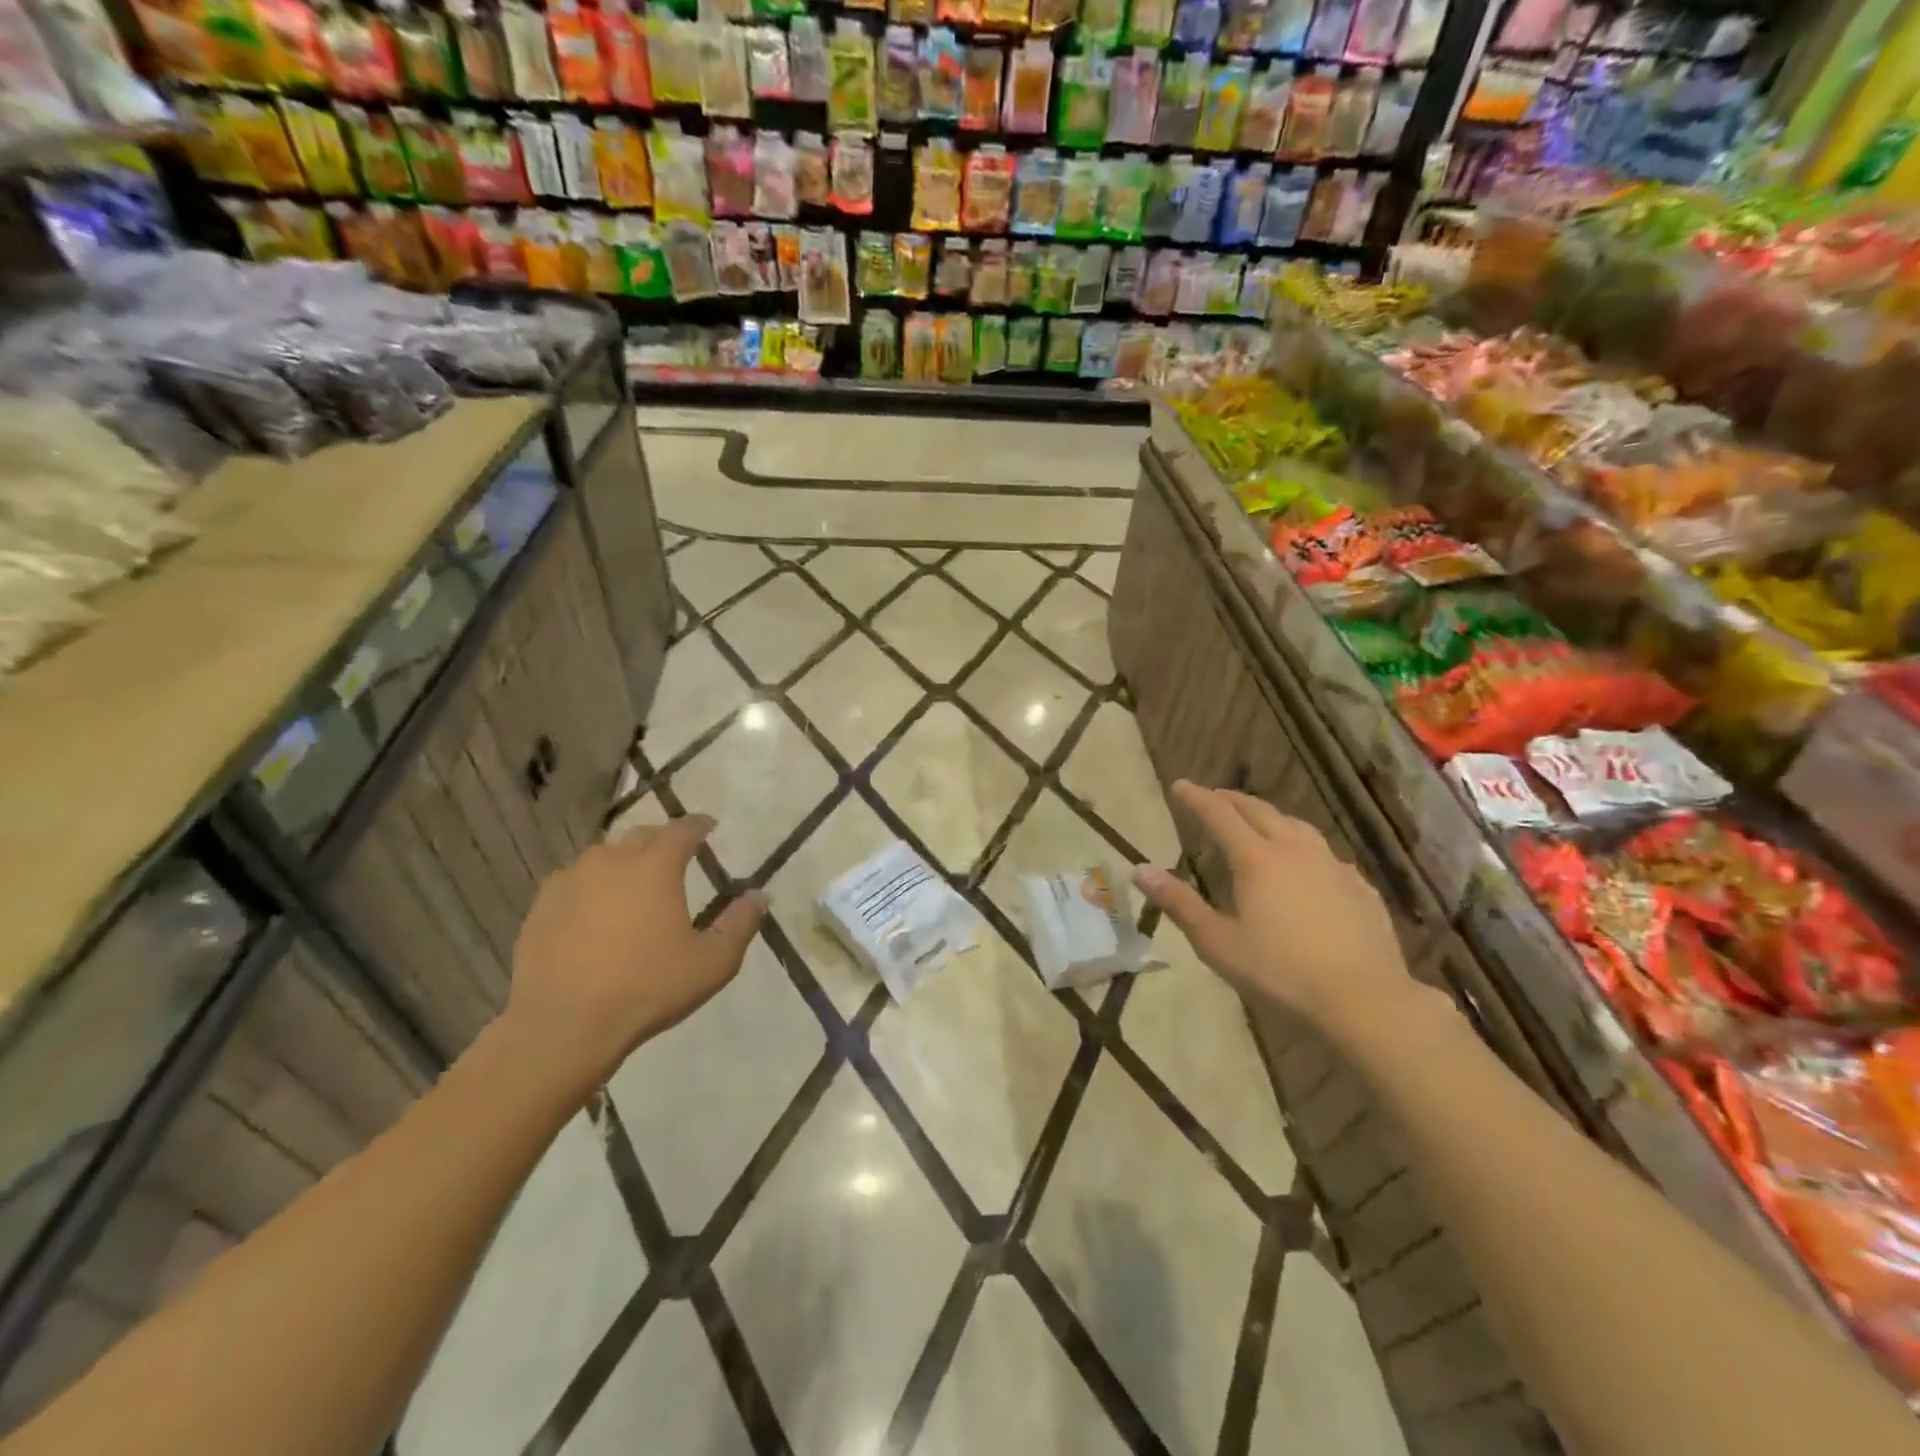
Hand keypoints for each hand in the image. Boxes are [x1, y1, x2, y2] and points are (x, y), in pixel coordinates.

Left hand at [504, 815, 764, 1090]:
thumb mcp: (712, 963)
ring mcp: (570, 880)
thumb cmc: (647, 988)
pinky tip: (596, 911)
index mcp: (655, 866)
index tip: (709, 827)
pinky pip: (574, 881)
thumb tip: (760, 896)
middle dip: (662, 841)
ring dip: (624, 862)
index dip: (699, 825)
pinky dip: (592, 886)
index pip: (683, 830)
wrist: (562, 1025)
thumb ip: (740, 924)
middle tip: (676, 857)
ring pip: (604, 856)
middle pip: (641, 836)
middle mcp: (611, 860)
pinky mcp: (542, 905)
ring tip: (635, 884)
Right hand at [1133, 781, 1413, 1033]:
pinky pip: (1325, 853)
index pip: (1219, 814)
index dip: (1197, 798)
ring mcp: (1333, 866)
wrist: (1365, 1000)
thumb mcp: (1218, 943)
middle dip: (1232, 800)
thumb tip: (1140, 870)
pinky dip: (1303, 846)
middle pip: (1259, 811)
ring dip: (1270, 816)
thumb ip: (1179, 904)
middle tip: (1213, 797)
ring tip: (1258, 821)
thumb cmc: (1281, 972)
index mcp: (1256, 859)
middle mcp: (1294, 850)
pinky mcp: (1360, 887)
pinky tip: (1306, 865)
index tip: (1179, 786)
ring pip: (1296, 826)